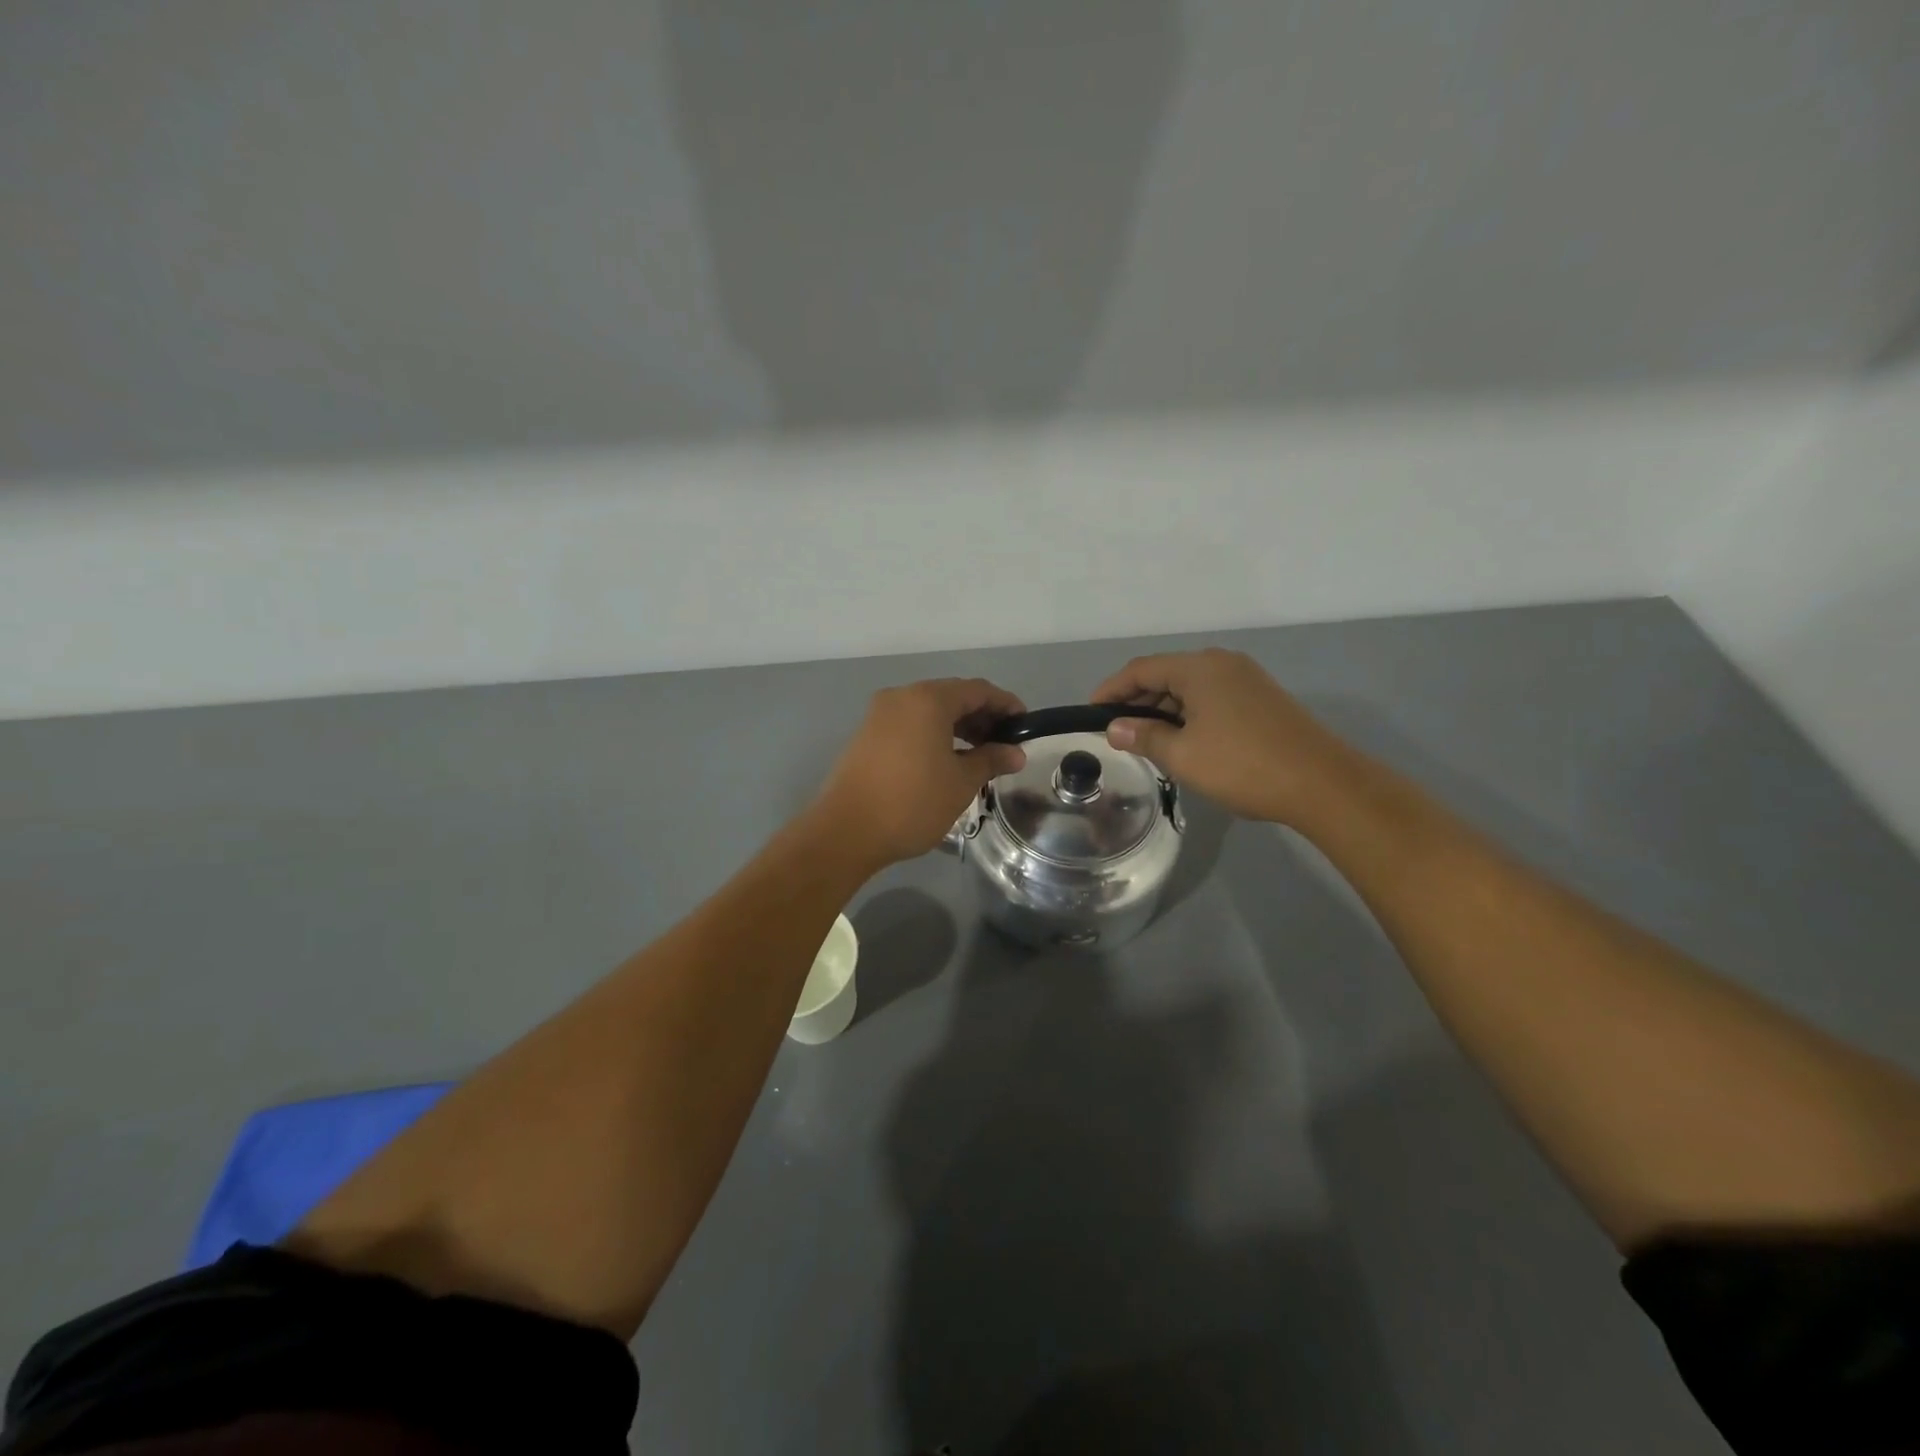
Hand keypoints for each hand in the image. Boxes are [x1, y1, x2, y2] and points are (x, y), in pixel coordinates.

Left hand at [814, 678, 1027, 869]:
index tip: (1024, 725)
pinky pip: (909, 724)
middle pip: (951, 696)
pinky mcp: (867, 735)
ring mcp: (879, 715)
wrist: (846, 831)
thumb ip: (991, 760)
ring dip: (957, 726)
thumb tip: (1015, 753)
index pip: (977, 690)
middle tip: (1004, 743)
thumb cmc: (912, 802)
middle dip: (981, 716)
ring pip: (928, 711)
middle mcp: (902, 697)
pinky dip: (933, 734)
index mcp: (928, 699)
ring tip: (980, 754)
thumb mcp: (961, 783)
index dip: (1005, 704)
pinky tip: (946, 760)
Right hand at [1092, 649, 1355, 826]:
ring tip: (1145, 740)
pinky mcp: (1262, 699)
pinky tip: (1183, 740)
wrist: (1322, 783)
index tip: (1090, 714)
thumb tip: (1114, 728)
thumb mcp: (1183, 755)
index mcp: (1199, 668)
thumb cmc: (1243, 765)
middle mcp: (1222, 663)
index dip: (1111, 690)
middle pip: (1165, 674)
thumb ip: (1144, 736)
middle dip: (1137, 701)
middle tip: (1116, 732)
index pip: (1140, 669)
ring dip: (1163, 710)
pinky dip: (1188, 714)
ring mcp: (1246, 679)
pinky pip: (1211, 697)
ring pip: (1190, 687)